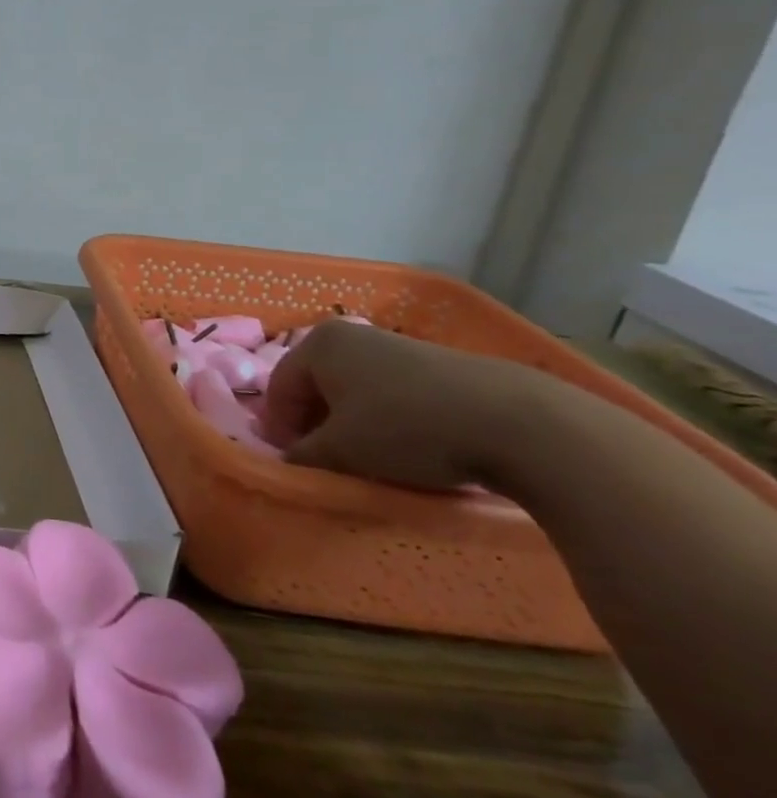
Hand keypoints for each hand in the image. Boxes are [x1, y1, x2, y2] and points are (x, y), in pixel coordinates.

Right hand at [261, 320, 576, 491]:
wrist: (520, 423)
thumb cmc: (407, 429)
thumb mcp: (342, 450)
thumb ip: (303, 455)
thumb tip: (289, 461)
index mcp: (319, 344)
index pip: (279, 387)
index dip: (279, 427)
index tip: (290, 462)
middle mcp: (353, 335)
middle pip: (317, 385)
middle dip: (315, 424)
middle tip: (325, 462)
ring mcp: (399, 346)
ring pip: (356, 390)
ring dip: (352, 424)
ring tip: (368, 460)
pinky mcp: (439, 366)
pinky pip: (394, 394)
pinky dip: (388, 420)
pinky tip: (408, 449)